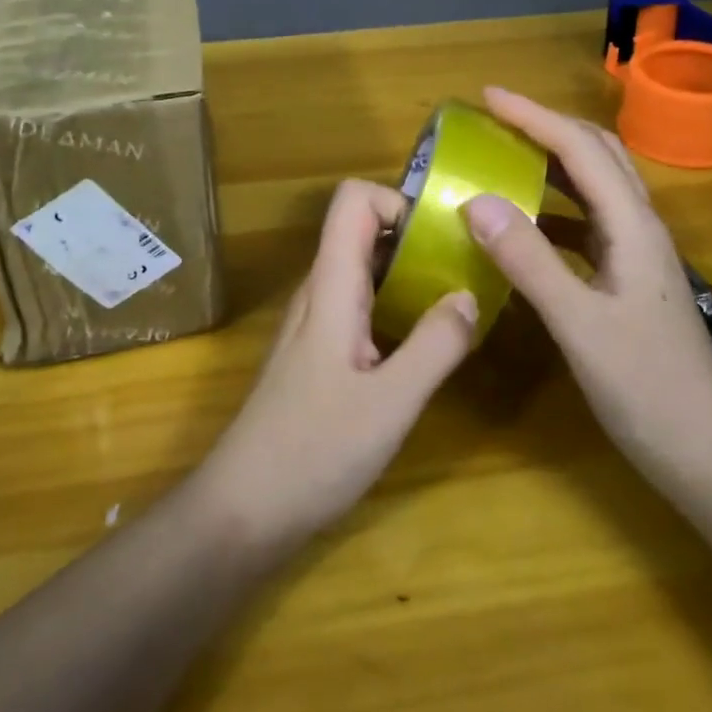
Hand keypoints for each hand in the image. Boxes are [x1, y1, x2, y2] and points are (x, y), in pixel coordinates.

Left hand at [194, 179, 476, 552]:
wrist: (242, 510)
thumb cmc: (313, 452)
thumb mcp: (390, 403)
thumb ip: (435, 345)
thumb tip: (469, 294)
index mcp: (331, 287)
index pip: (353, 201)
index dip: (398, 201)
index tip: (444, 235)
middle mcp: (320, 293)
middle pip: (363, 230)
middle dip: (417, 236)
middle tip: (467, 266)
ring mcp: (316, 324)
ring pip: (364, 270)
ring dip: (410, 273)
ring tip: (458, 299)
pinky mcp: (319, 354)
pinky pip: (361, 306)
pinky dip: (397, 306)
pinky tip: (426, 343)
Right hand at [462, 87, 711, 495]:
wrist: (709, 454)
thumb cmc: (649, 389)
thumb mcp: (580, 325)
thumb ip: (529, 261)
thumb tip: (476, 200)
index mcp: (633, 226)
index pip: (580, 149)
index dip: (533, 116)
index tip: (487, 97)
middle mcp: (639, 228)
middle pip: (597, 154)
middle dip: (546, 127)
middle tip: (494, 122)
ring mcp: (637, 255)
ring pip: (595, 187)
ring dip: (552, 163)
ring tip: (504, 159)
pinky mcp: (629, 280)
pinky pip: (587, 224)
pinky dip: (553, 209)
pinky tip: (525, 226)